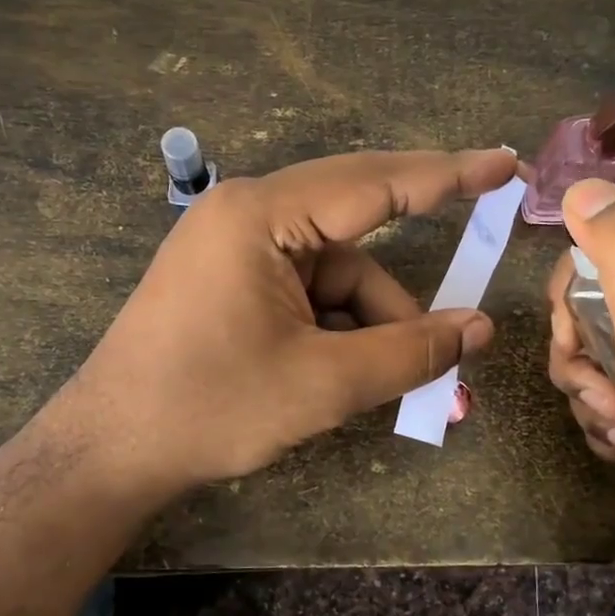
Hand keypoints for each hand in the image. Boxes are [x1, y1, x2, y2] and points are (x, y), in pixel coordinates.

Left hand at [57, 148, 515, 502]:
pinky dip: (339, 332)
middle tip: (461, 327)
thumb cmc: (211, 407)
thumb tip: (480, 329)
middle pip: (357, 237)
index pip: (375, 182)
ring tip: (392, 391)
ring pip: (337, 277)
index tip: (504, 164)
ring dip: (371, 329)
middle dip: (403, 299)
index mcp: (263, 215)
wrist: (110, 451)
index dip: (448, 175)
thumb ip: (410, 351)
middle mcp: (250, 215)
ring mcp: (238, 249)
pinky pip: (309, 294)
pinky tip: (347, 379)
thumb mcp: (323, 384)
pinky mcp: (233, 282)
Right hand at [546, 179, 614, 582]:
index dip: (573, 296)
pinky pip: (599, 383)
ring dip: (588, 391)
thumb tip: (580, 188)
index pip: (604, 245)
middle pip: (588, 300)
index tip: (578, 343)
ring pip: (587, 347)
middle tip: (604, 394)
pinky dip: (600, 414)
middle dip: (581, 354)